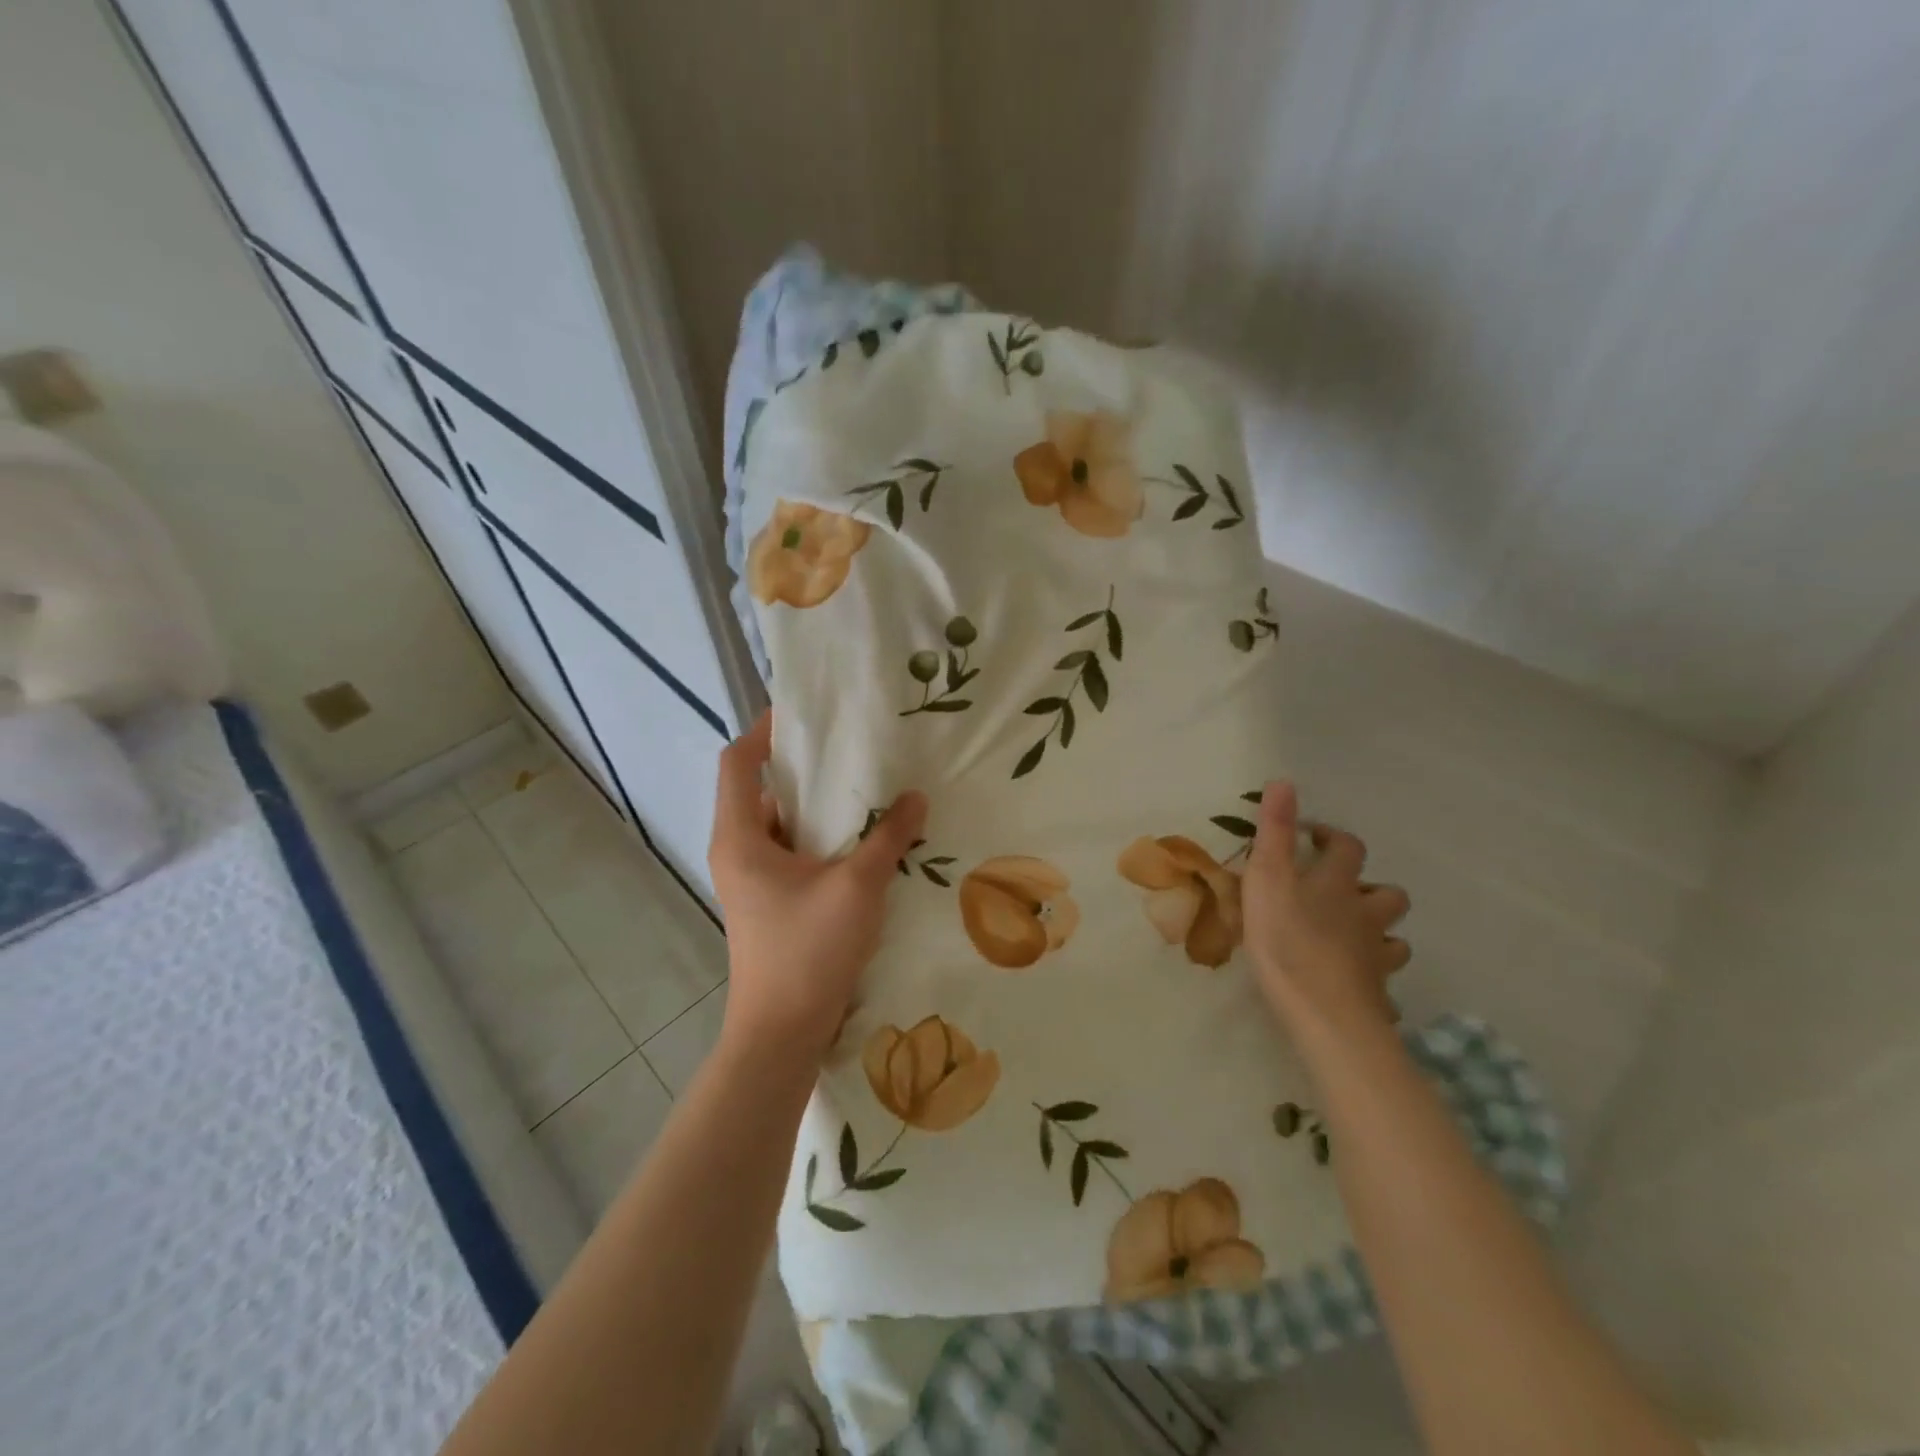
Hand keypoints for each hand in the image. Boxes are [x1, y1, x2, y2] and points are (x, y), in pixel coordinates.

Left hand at [707, 713, 927, 1065]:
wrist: (782, 1033)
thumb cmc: (808, 951)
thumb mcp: (857, 886)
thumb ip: (888, 837)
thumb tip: (915, 798)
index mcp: (740, 837)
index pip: (737, 763)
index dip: (764, 731)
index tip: (803, 714)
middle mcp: (737, 851)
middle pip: (761, 790)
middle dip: (804, 768)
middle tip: (851, 748)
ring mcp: (752, 880)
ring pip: (781, 824)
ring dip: (818, 807)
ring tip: (865, 789)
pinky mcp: (770, 902)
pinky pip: (792, 853)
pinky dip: (821, 839)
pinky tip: (864, 840)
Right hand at [1241, 780, 1410, 1036]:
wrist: (1324, 1010)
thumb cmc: (1287, 937)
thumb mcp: (1267, 876)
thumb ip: (1273, 830)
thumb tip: (1284, 780)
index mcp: (1337, 883)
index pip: (1348, 848)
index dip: (1332, 837)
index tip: (1310, 836)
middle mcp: (1364, 914)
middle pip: (1387, 894)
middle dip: (1368, 888)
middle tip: (1337, 894)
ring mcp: (1375, 956)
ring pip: (1393, 938)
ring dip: (1377, 932)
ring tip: (1350, 938)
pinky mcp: (1375, 993)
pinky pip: (1383, 983)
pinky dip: (1372, 978)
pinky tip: (1355, 983)